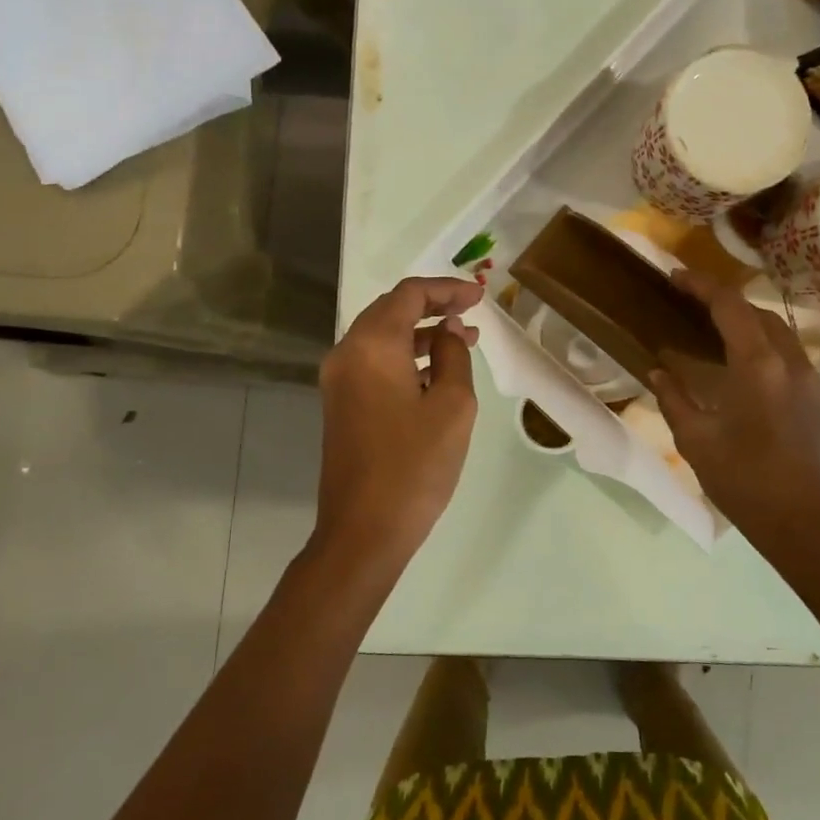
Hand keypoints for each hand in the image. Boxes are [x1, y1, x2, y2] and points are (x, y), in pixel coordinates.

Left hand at [314, 276, 484, 570]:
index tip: (480, 295)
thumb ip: (453, 355)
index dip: (447, 289)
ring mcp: (339, 380)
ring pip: (382, 336)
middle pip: (391, 310)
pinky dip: (405, 355)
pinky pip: (375, 362)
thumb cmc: (415, 466)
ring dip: (421, 332)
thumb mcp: (452, 405)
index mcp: (372, 346)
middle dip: (433, 305)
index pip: (409, 295)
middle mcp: (347, 353)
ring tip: (465, 337)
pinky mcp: (341, 404)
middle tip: (472, 309)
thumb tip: (449, 330)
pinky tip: (437, 369)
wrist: (363, 531)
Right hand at [649, 269, 819, 556]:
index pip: (730, 306)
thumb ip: (674, 399)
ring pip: (779, 331)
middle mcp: (791, 362)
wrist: (805, 525)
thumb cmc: (744, 483)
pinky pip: (790, 355)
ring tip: (715, 332)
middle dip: (725, 301)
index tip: (675, 277)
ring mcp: (812, 379)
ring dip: (748, 322)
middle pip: (758, 312)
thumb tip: (658, 371)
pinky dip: (765, 346)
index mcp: (758, 367)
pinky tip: (744, 368)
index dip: (701, 285)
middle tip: (691, 305)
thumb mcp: (696, 441)